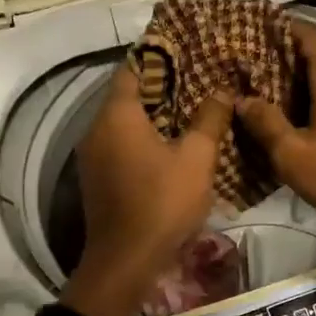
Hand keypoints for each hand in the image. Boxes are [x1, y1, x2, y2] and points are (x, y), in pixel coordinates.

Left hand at [62, 66, 233, 315]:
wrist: (125, 262)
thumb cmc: (162, 203)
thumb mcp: (197, 159)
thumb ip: (209, 120)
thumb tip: (222, 91)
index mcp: (117, 116)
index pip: (133, 70)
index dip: (158, 59)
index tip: (187, 53)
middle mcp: (96, 129)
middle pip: (127, 96)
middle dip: (161, 88)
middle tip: (197, 82)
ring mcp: (93, 157)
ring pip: (124, 123)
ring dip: (153, 116)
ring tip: (191, 111)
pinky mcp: (98, 179)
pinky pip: (121, 145)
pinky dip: (143, 138)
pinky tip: (172, 146)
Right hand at [236, 22, 315, 236]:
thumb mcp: (293, 155)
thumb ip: (266, 123)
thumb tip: (242, 99)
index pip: (311, 36)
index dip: (286, 30)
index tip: (259, 33)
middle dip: (291, 63)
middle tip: (257, 74)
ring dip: (309, 88)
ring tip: (277, 101)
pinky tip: (310, 126)